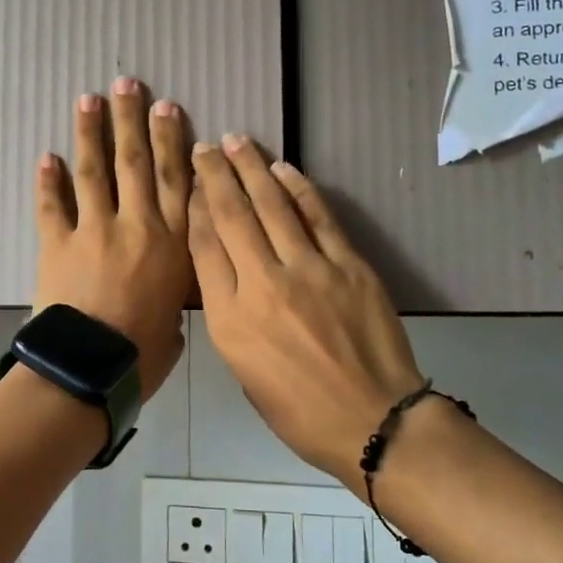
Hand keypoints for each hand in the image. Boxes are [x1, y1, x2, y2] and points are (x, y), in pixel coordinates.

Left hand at [32, 80, 193, 397]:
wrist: (91, 369)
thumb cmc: (143, 355)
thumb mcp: (177, 324)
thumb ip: (173, 300)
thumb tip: (167, 302)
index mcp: (173, 243)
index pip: (176, 180)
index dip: (172, 140)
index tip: (168, 108)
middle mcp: (137, 225)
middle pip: (135, 162)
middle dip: (131, 119)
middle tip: (126, 84)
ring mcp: (94, 230)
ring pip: (94, 171)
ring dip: (90, 133)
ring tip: (87, 100)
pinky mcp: (57, 244)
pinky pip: (51, 205)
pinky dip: (47, 181)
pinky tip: (46, 157)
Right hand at [189, 135, 429, 483]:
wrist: (373, 420)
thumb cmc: (298, 410)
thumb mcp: (243, 371)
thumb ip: (229, 316)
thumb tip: (227, 272)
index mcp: (229, 319)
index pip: (203, 247)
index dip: (194, 208)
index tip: (189, 183)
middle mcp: (262, 284)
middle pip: (232, 215)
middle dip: (214, 175)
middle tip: (204, 147)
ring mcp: (308, 270)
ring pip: (272, 205)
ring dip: (251, 168)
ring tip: (236, 142)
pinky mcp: (347, 265)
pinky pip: (317, 216)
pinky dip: (298, 188)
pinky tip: (283, 168)